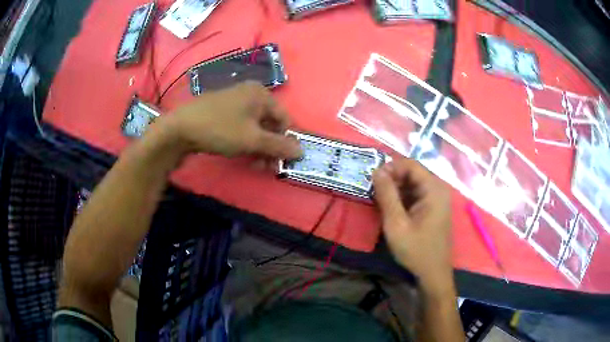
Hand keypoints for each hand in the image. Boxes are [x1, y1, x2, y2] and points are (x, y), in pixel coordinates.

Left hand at [159, 81, 301, 158]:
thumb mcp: (252, 140)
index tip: (282, 161)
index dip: (286, 141)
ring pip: (255, 127)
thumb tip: (302, 150)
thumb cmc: (220, 129)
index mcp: (261, 94)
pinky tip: (241, 154)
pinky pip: (242, 126)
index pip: (285, 119)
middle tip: (267, 167)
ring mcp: (234, 102)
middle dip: (271, 147)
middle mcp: (250, 94)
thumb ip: (279, 146)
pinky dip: (245, 141)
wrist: (179, 128)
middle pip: (270, 123)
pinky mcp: (222, 111)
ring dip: (259, 147)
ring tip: (255, 164)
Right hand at [373, 158, 453, 296]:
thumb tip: (376, 170)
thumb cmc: (416, 249)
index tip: (372, 180)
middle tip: (373, 191)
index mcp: (434, 189)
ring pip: (413, 183)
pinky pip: (416, 194)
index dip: (390, 167)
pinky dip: (402, 197)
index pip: (410, 164)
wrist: (433, 272)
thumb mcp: (396, 223)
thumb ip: (386, 195)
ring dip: (395, 188)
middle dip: (392, 179)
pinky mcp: (433, 207)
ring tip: (379, 201)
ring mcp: (437, 198)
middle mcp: (438, 188)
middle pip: (412, 172)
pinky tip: (391, 209)